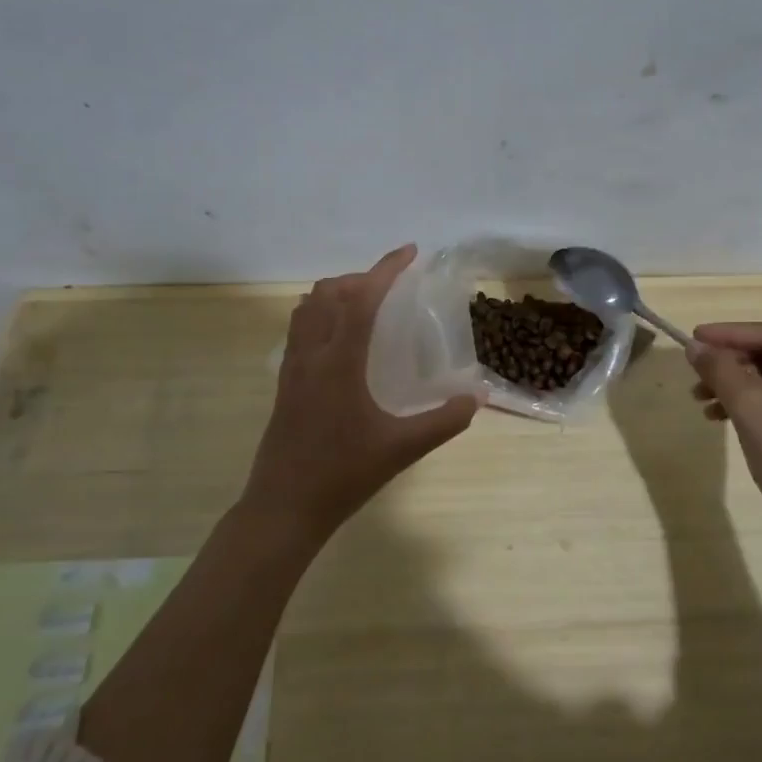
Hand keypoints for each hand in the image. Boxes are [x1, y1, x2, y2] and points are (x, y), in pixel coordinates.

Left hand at [242, 244, 479, 546]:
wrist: (283, 508)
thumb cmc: (343, 475)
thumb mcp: (402, 449)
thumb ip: (444, 421)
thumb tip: (478, 396)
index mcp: (339, 362)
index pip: (361, 298)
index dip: (386, 269)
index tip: (411, 252)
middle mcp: (311, 354)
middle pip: (330, 293)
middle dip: (363, 278)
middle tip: (394, 289)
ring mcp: (292, 367)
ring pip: (308, 307)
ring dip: (338, 293)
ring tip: (369, 306)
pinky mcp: (284, 382)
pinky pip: (300, 327)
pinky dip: (322, 313)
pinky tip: (343, 339)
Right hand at [686, 322, 761, 536]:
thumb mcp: (749, 406)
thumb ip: (720, 369)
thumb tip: (693, 346)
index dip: (729, 334)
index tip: (693, 336)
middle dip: (729, 363)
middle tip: (695, 370)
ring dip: (733, 384)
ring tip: (700, 397)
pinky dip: (747, 403)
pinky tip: (717, 415)